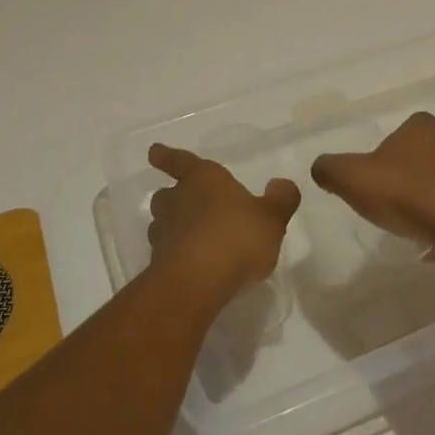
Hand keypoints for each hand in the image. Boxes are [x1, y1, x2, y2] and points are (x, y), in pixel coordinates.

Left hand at [146, 143, 300, 301]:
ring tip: (191, 238)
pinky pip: (166, 253)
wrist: (196, 283)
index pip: (180, 161)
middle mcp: (178, 200)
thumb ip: (280, 200)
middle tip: (184, 203)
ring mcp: (164, 233)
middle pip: (166, 194)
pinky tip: (193, 267)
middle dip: (173, 197)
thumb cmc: (236, 237)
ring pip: (162, 224)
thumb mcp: (271, 218)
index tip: (153, 151)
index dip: (167, 156)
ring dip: (173, 227)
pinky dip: (175, 256)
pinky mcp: (159, 265)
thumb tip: (281, 184)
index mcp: (203, 179)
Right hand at [311, 111, 434, 254]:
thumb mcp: (352, 178)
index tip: (377, 175)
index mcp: (422, 127)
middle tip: (391, 199)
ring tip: (412, 223)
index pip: (405, 128)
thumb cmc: (406, 194)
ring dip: (430, 196)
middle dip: (410, 173)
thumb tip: (320, 168)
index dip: (388, 150)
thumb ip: (330, 168)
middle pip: (425, 153)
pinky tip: (432, 240)